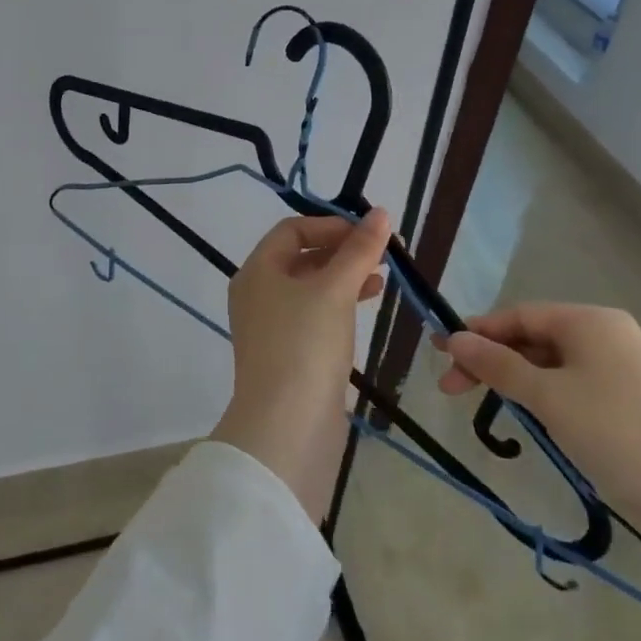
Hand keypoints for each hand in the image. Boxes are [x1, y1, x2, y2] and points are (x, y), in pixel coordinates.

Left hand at [212, 209, 391, 523]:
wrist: (287, 427)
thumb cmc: (305, 345)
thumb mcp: (335, 290)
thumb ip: (359, 250)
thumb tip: (381, 214)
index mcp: (257, 271)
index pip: (292, 230)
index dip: (331, 225)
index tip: (370, 231)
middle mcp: (258, 294)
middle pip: (301, 257)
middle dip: (342, 250)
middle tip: (384, 252)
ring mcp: (272, 327)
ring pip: (311, 287)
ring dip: (345, 276)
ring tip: (383, 276)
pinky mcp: (289, 354)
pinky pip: (315, 315)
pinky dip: (341, 303)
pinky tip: (368, 304)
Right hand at [436, 303, 640, 531]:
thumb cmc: (614, 431)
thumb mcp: (547, 396)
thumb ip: (497, 365)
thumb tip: (453, 338)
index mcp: (590, 320)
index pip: (519, 315)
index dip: (477, 332)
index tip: (440, 355)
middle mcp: (608, 334)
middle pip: (534, 338)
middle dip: (492, 360)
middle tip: (452, 390)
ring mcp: (624, 368)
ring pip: (552, 364)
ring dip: (516, 381)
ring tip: (488, 406)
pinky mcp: (632, 401)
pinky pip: (574, 385)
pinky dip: (545, 396)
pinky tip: (532, 418)